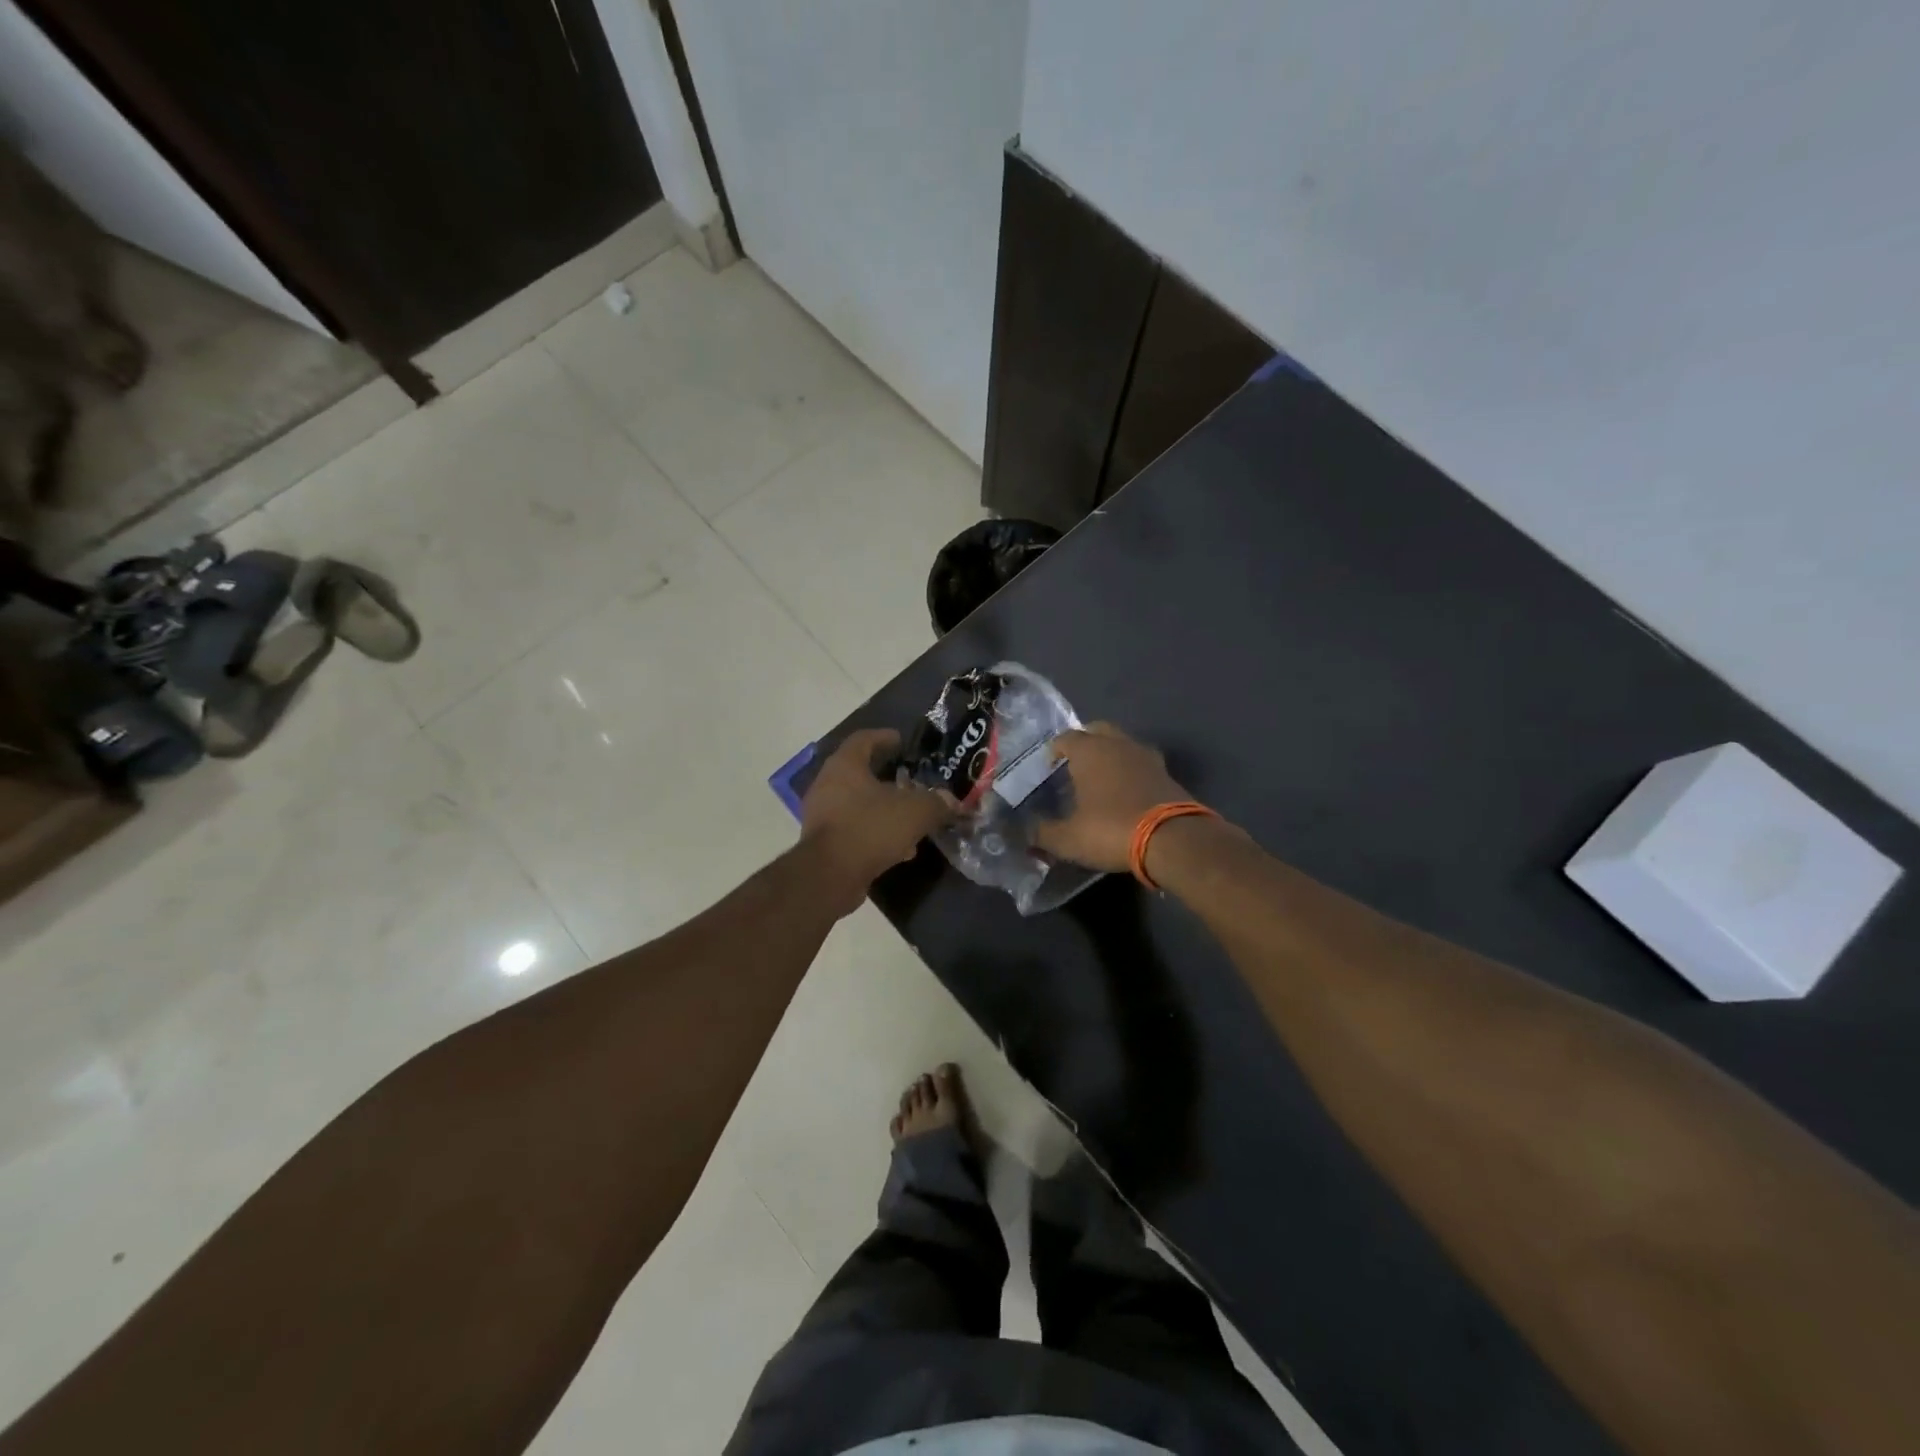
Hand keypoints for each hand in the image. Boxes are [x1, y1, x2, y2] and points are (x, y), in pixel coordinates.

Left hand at [800, 729, 953, 912]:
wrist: (829, 876)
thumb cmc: (870, 828)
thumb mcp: (915, 812)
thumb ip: (937, 803)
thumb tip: (952, 802)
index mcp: (845, 765)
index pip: (863, 739)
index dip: (884, 737)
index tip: (902, 741)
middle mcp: (828, 784)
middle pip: (861, 773)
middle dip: (889, 777)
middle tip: (912, 781)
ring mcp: (822, 814)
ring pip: (859, 804)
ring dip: (885, 808)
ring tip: (911, 818)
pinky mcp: (824, 842)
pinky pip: (855, 828)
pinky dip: (877, 832)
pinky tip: (901, 848)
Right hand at [1033, 723, 1192, 872]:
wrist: (1173, 839)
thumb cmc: (1111, 829)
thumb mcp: (1068, 839)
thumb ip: (1043, 833)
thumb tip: (1025, 832)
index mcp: (1089, 750)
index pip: (1065, 738)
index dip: (1054, 750)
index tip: (1048, 766)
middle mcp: (1117, 744)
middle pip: (1097, 730)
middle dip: (1084, 742)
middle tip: (1074, 764)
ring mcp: (1146, 756)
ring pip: (1122, 744)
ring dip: (1110, 755)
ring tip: (1101, 777)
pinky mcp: (1167, 773)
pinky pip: (1141, 763)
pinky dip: (1131, 771)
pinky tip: (1126, 790)